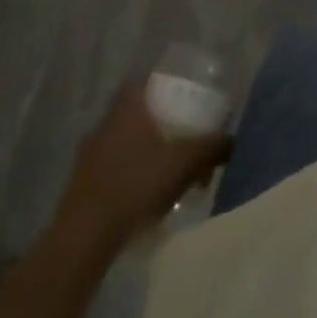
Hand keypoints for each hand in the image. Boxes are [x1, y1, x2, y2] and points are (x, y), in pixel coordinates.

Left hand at [56, 84, 231, 248]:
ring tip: (177, 177)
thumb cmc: (136, 184)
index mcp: (129, 103)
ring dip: (155, 153)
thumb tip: (232, 140)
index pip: (155, 82)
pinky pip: (119, 165)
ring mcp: (92, 149)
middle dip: (171, 127)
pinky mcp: (84, 179)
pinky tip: (151, 197)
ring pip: (133, 141)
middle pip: (147, 113)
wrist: (84, 236)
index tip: (194, 107)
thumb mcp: (184, 162)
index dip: (177, 91)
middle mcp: (108, 118)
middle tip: (191, 146)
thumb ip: (211, 147)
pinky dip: (137, 173)